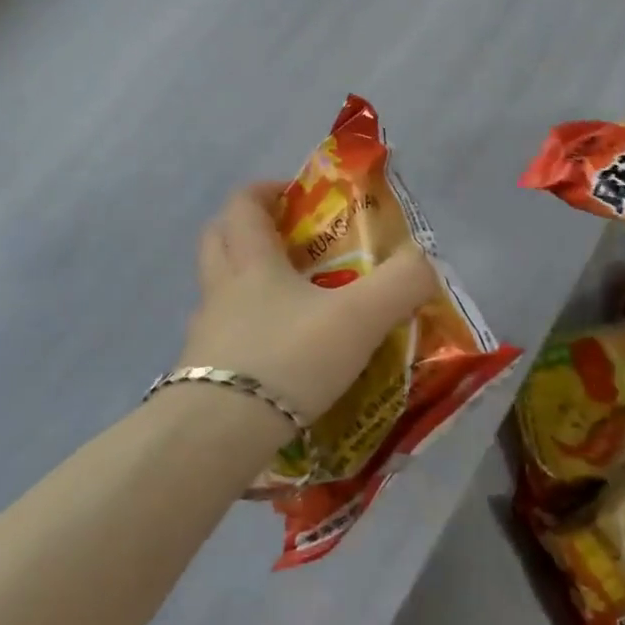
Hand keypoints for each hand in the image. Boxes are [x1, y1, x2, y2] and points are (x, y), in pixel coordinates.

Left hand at [177, 183, 438, 426]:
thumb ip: (401, 284)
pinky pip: (220, 339)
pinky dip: (244, 336)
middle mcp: (220, 290)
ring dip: (242, 285)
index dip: (265, 191)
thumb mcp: (359, 318)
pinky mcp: (199, 375)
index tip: (293, 195)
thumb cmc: (289, 357)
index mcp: (252, 263)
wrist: (221, 433)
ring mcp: (204, 334)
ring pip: (216, 291)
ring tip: (286, 304)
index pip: (243, 205)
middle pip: (216, 240)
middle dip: (245, 230)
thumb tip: (425, 263)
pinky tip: (274, 359)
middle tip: (285, 241)